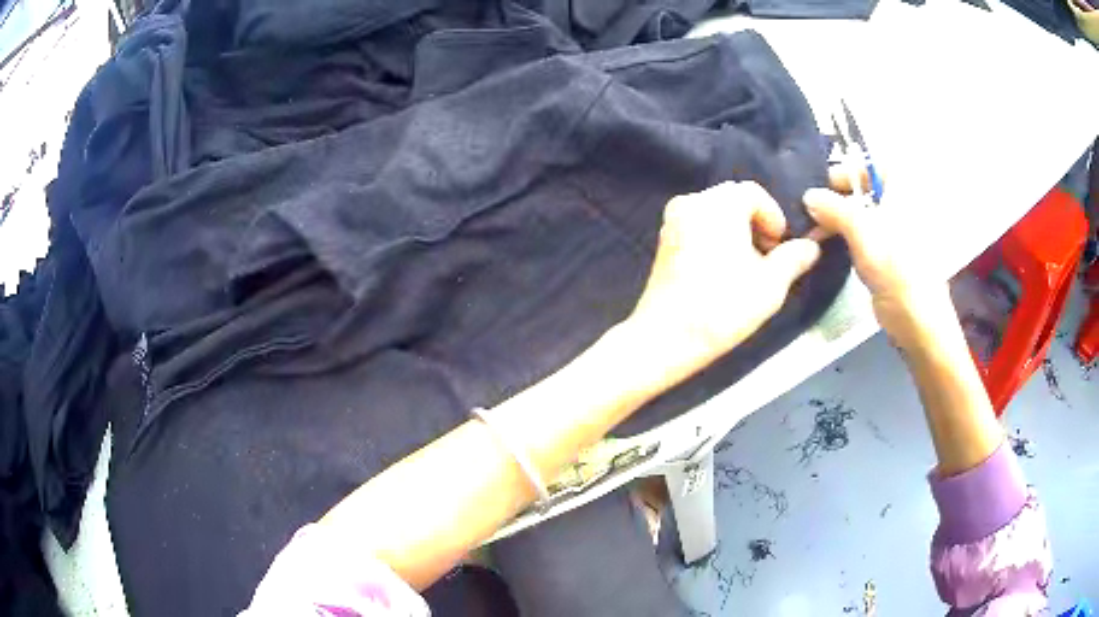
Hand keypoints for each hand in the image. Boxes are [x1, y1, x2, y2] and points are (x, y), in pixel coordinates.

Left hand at [627, 181, 820, 381]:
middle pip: (733, 201)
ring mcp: (672, 221)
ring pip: (715, 214)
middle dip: (756, 224)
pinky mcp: (663, 241)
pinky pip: (697, 227)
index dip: (774, 217)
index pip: (754, 193)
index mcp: (718, 204)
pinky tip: (722, 271)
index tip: (780, 247)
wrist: (666, 337)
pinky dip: (715, 239)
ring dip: (736, 232)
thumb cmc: (723, 307)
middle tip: (768, 259)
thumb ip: (794, 258)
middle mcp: (691, 202)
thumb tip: (812, 246)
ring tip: (747, 268)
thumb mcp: (771, 284)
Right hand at [803, 181, 951, 346]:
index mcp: (903, 192)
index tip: (823, 185)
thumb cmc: (899, 272)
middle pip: (864, 188)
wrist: (919, 324)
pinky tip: (825, 244)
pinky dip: (843, 235)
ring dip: (836, 218)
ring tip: (812, 229)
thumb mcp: (864, 234)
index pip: (873, 164)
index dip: (848, 169)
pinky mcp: (888, 255)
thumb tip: (809, 195)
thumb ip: (836, 209)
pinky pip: (862, 234)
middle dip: (836, 196)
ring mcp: (895, 232)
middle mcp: (901, 206)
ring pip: (861, 212)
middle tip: (811, 209)